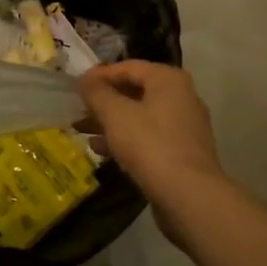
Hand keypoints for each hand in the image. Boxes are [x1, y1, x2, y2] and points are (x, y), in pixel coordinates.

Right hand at [78, 61, 226, 227]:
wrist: (190, 198)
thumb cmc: (150, 145)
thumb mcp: (115, 114)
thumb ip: (96, 92)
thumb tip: (84, 79)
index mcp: (168, 80)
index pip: (127, 67)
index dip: (99, 75)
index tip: (76, 87)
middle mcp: (181, 97)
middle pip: (134, 92)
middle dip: (103, 101)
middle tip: (78, 109)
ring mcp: (184, 127)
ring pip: (139, 116)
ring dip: (110, 122)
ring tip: (82, 130)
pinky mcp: (182, 153)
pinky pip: (148, 138)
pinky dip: (125, 140)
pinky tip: (101, 150)